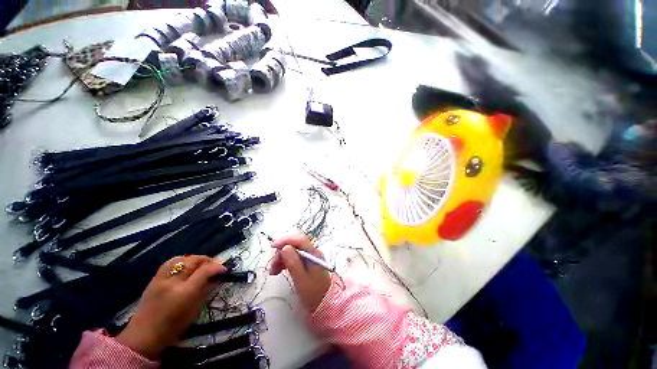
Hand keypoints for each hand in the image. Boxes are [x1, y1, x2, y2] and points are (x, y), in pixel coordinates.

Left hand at [116, 255, 225, 358]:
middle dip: (208, 260)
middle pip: (194, 261)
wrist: (143, 336)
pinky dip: (183, 260)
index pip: (205, 271)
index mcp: (185, 293)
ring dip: (196, 259)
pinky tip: (187, 264)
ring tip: (202, 264)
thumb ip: (206, 291)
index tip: (224, 269)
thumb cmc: (173, 327)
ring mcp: (161, 278)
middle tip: (215, 266)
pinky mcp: (154, 278)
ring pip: (183, 258)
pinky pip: (171, 262)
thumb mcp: (195, 310)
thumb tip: (217, 277)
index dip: (217, 267)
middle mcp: (173, 282)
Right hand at [269, 234, 330, 311]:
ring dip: (281, 258)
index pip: (299, 240)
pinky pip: (293, 257)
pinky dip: (284, 262)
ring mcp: (309, 257)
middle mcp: (312, 252)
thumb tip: (285, 247)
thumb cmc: (313, 293)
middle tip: (272, 265)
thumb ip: (293, 262)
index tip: (273, 246)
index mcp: (313, 253)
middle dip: (281, 251)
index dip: (286, 239)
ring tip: (273, 271)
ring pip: (292, 251)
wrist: (324, 304)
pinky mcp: (306, 263)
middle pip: (295, 245)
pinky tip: (278, 270)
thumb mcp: (301, 279)